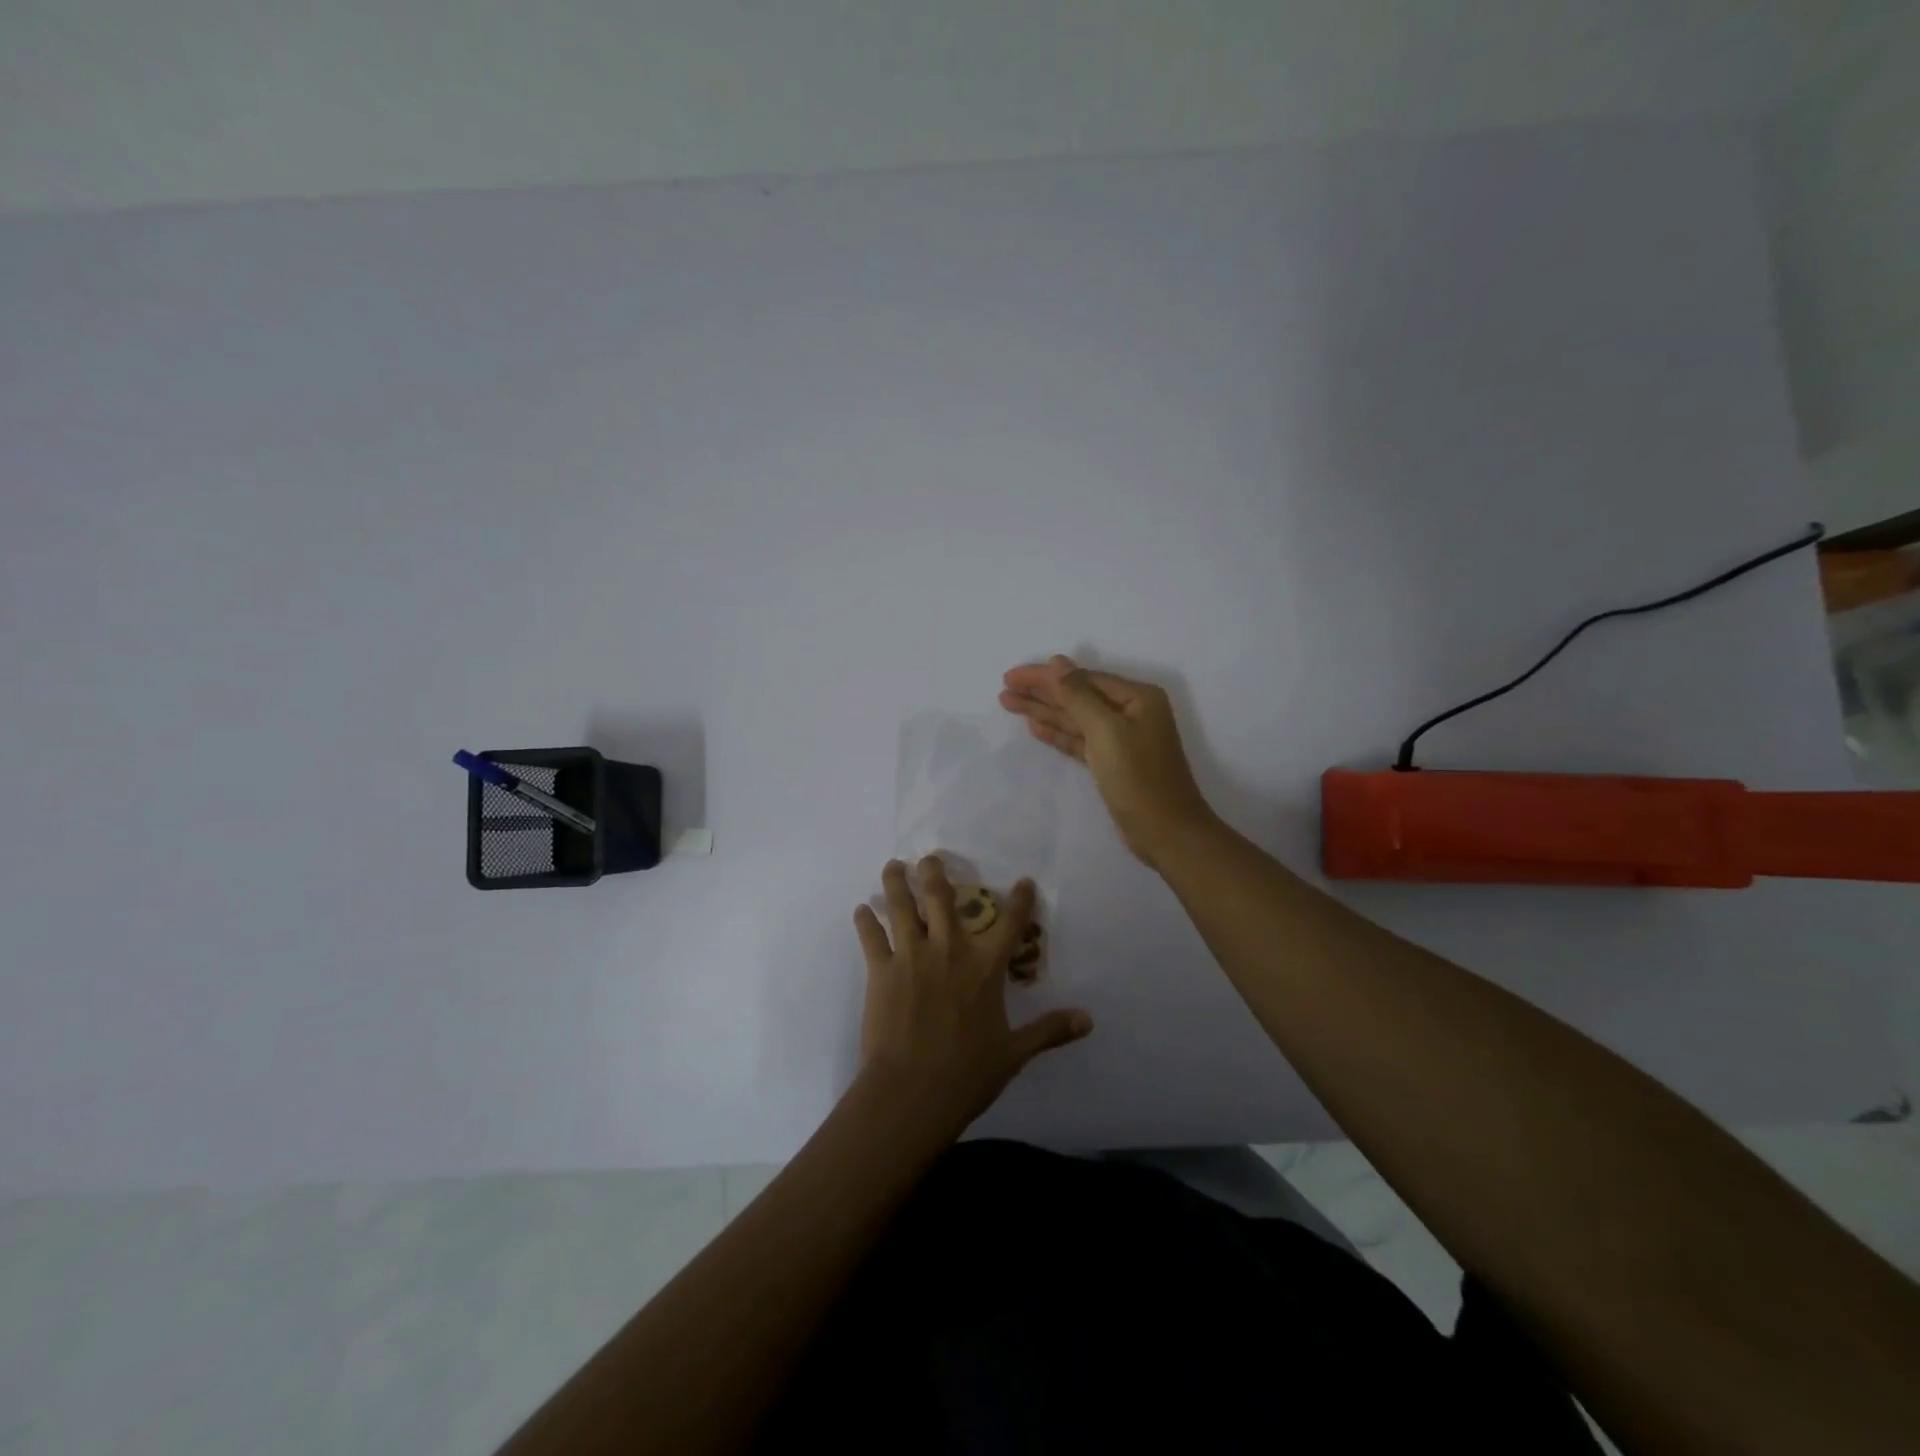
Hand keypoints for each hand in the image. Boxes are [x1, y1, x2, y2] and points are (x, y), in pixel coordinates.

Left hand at [852, 857, 1091, 1139]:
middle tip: (930, 859)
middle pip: (941, 897)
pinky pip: (871, 937)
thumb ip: (1049, 1030)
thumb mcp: (1014, 1053)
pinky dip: (865, 921)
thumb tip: (1088, 1019)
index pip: (1009, 924)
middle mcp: (948, 949)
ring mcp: (911, 956)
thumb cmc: (967, 1074)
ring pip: (901, 906)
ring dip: (897, 882)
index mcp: (984, 966)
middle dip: (935, 872)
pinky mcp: (881, 970)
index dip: (1020, 900)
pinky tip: (861, 910)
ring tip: (893, 866)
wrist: (912, 1092)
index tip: (1023, 881)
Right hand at [1000, 654, 1216, 865]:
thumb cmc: (1138, 777)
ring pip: (1076, 719)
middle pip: (1078, 696)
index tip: (1011, 677)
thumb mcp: (1106, 731)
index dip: (1045, 676)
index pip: (1083, 679)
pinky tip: (1034, 726)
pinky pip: (1080, 740)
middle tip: (1004, 688)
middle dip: (1041, 692)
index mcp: (1137, 697)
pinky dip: (1058, 733)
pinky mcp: (1112, 763)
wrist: (1165, 832)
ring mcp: (1122, 739)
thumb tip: (1057, 662)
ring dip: (1044, 711)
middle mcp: (1131, 712)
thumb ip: (1078, 695)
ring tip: (1009, 703)